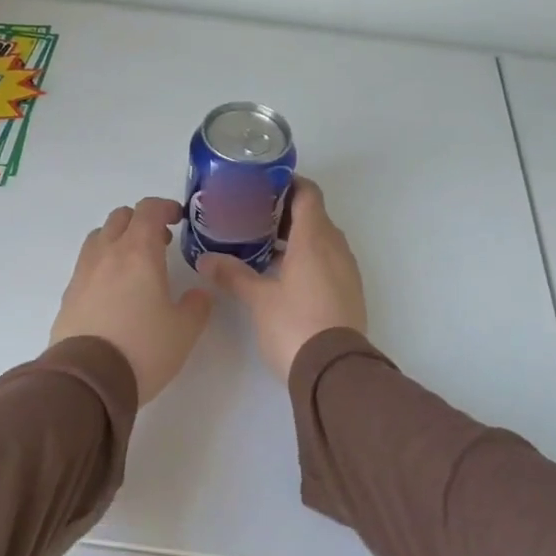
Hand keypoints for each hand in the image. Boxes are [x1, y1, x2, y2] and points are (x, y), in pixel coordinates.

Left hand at [50, 197, 213, 405]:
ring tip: (134, 265)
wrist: (87, 380)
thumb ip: (196, 306)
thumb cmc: (143, 348)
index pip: (149, 210)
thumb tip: (198, 294)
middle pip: (120, 217)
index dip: (165, 207)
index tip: (178, 219)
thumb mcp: (184, 330)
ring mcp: (83, 273)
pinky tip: (113, 291)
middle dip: (141, 221)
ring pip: (99, 238)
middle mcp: (107, 254)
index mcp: (138, 252)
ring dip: (118, 240)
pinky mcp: (68, 295)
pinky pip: (86, 265)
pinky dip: (102, 265)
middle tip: (160, 243)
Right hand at [198, 179, 366, 379]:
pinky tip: (285, 274)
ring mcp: (347, 271)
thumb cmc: (295, 325)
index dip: (289, 183)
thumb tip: (206, 260)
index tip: (264, 185)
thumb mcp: (259, 299)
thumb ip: (233, 275)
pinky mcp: (350, 292)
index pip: (308, 194)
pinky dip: (310, 257)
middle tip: (254, 216)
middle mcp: (336, 248)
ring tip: (265, 245)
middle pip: (315, 215)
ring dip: (299, 237)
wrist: (335, 371)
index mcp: (315, 239)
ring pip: (323, 240)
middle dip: (287, 212)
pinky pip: (330, 261)